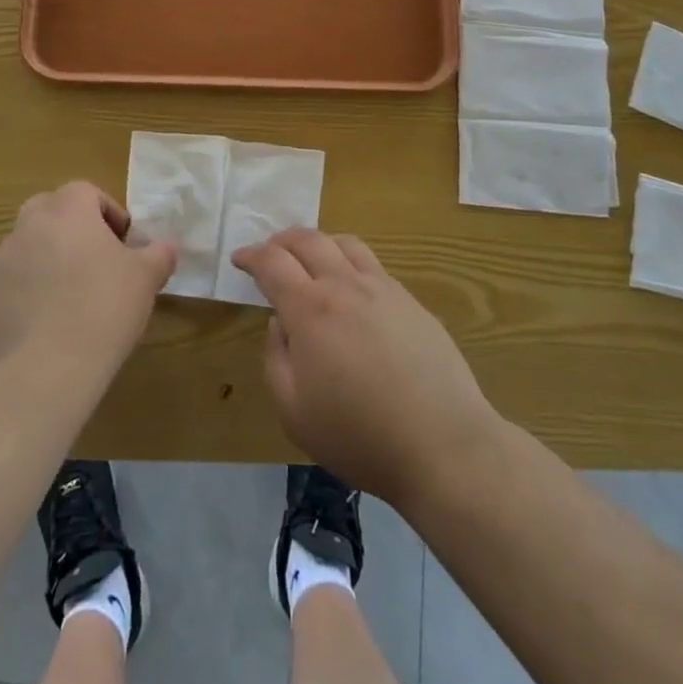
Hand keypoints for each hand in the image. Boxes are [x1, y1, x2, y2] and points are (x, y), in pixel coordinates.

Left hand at [0, 182, 175, 376]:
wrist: (47, 368)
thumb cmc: (104, 308)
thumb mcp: (146, 279)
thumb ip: (159, 254)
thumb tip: (166, 247)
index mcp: (67, 212)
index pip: (85, 191)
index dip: (108, 211)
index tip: (124, 242)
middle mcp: (29, 227)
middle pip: (49, 209)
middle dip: (72, 226)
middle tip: (96, 258)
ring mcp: (3, 263)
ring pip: (28, 244)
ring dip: (49, 256)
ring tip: (73, 293)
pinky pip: (14, 282)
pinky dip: (31, 290)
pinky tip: (51, 322)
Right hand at [231, 229, 499, 504]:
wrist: (442, 444)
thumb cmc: (359, 435)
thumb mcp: (294, 411)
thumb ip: (276, 358)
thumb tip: (281, 324)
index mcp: (310, 309)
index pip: (272, 262)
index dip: (251, 255)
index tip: (239, 259)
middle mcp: (345, 285)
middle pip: (308, 240)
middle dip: (281, 240)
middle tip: (269, 254)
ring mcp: (383, 288)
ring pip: (344, 243)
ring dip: (319, 243)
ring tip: (310, 261)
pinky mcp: (411, 301)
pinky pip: (373, 265)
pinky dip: (349, 263)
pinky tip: (351, 291)